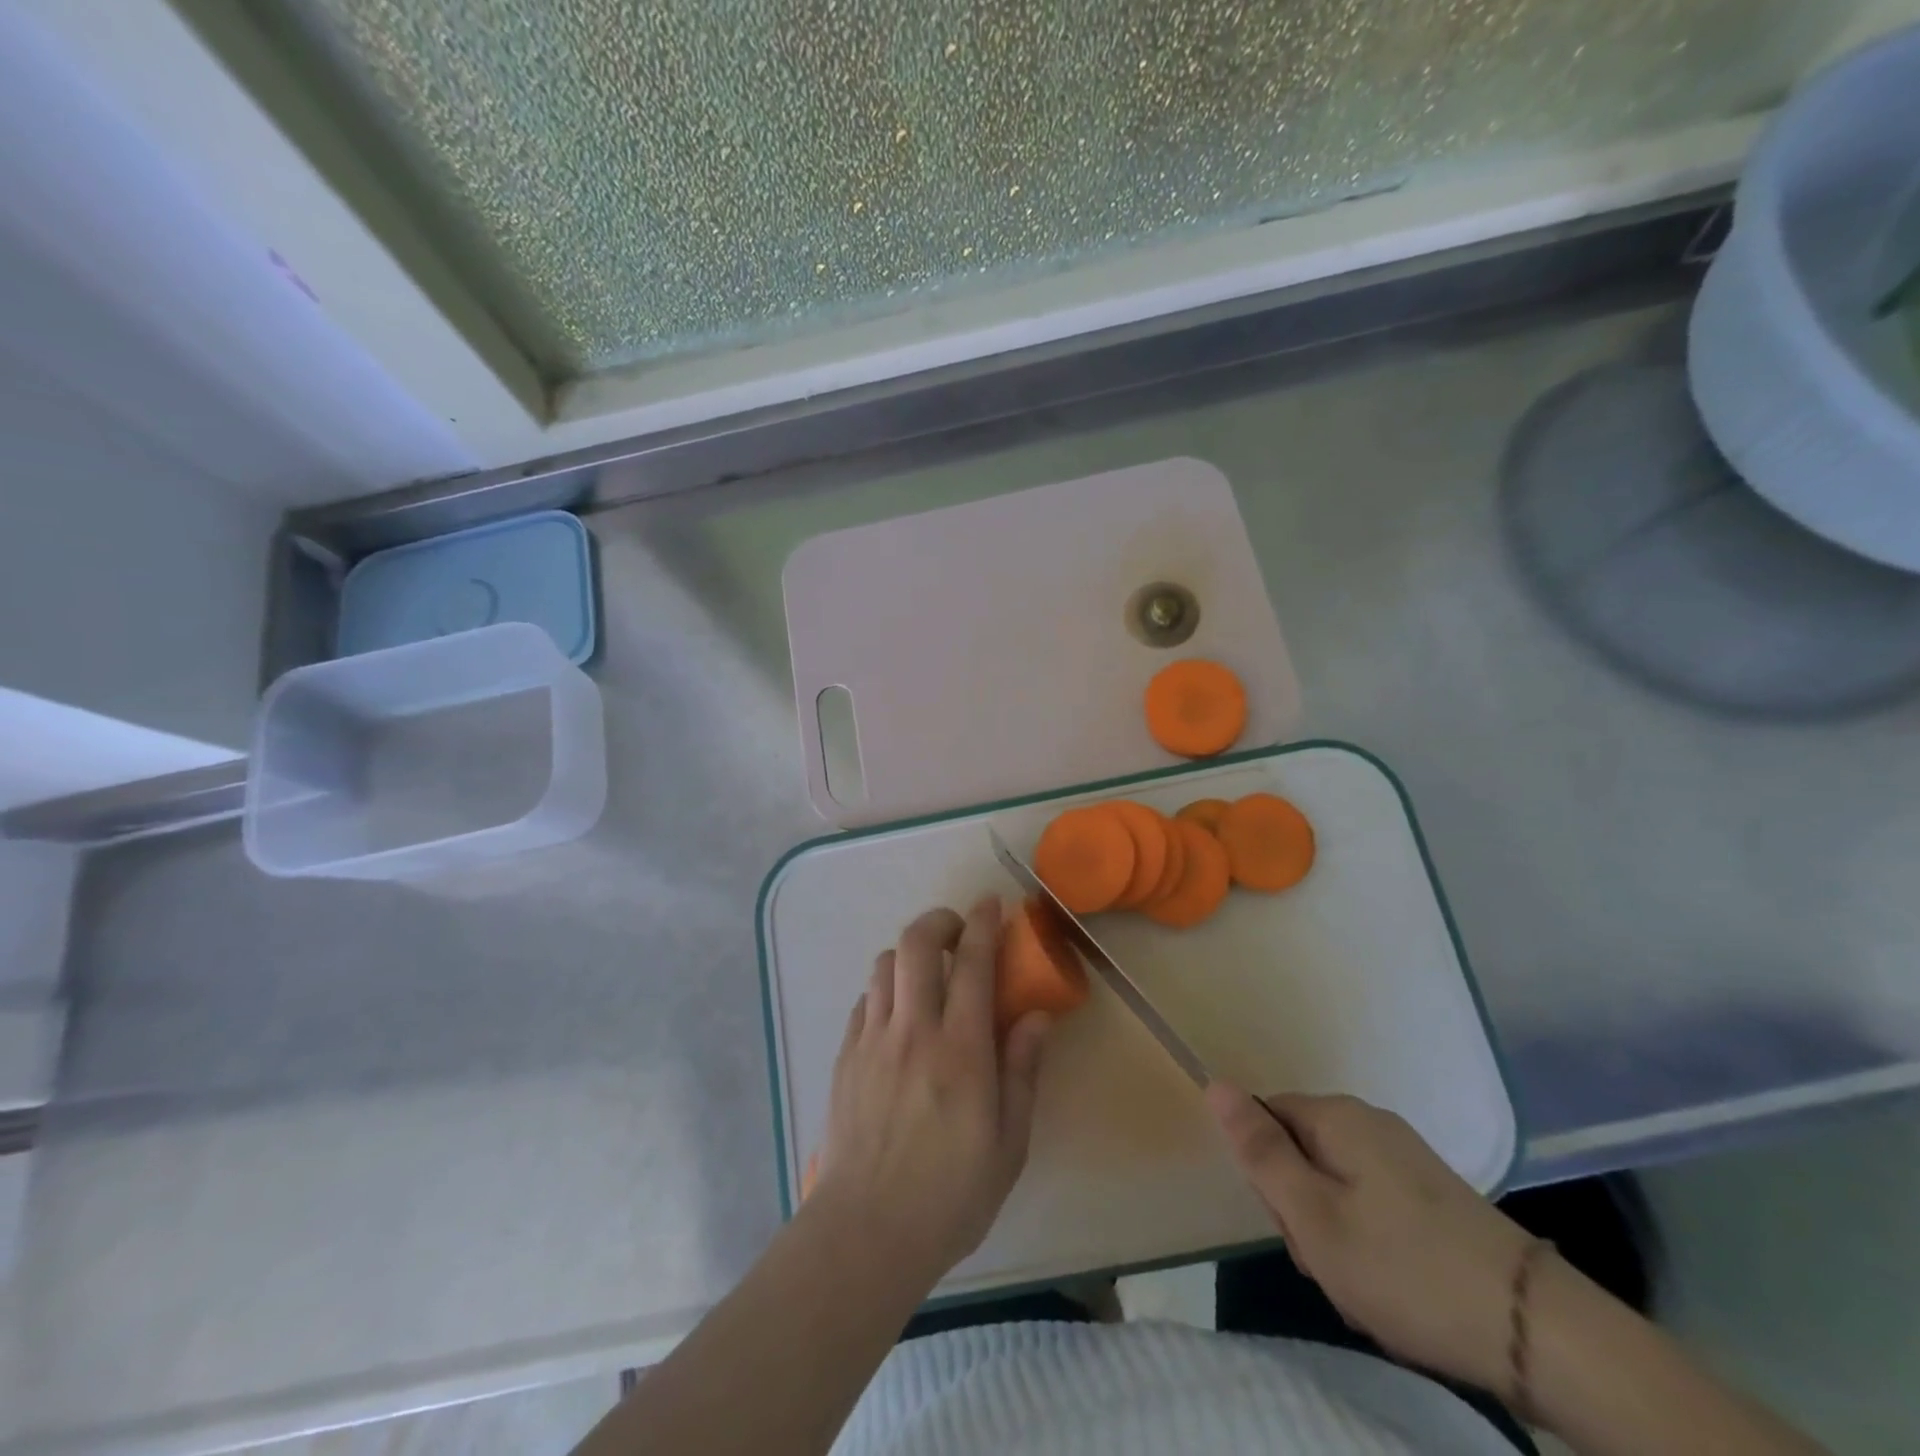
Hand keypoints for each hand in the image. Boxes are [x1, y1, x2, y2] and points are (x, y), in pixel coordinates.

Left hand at [808, 899, 1051, 1291]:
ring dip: (908, 954)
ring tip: (927, 973)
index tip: (991, 904)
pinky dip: (885, 989)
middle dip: (938, 921)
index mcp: (959, 1050)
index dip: (982, 924)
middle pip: (915, 945)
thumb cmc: (949, 1195)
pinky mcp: (846, 1057)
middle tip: (958, 930)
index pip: (971, 963)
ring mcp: (872, 1041)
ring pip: (883, 965)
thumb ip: (1022, 1072)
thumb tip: (1037, 1016)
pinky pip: (865, 1000)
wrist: (864, 1234)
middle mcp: (912, 1030)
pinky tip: (897, 1015)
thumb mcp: (1008, 1144)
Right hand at [1207, 1083, 1534, 1394]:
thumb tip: (1214, 1083)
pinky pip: (1372, 1202)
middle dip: (1302, 1208)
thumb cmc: (1404, 1267)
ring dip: (1335, 1233)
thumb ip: (1259, 1150)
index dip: (1267, 1173)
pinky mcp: (1433, 1192)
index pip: (1266, 1118)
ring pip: (1335, 1183)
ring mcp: (1406, 1156)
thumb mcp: (1313, 1216)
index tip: (1293, 1224)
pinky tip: (1394, 1286)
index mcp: (1336, 1116)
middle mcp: (1370, 1121)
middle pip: (1300, 1150)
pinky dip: (1370, 1242)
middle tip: (1329, 1261)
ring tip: (1364, 1285)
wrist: (1537, 1329)